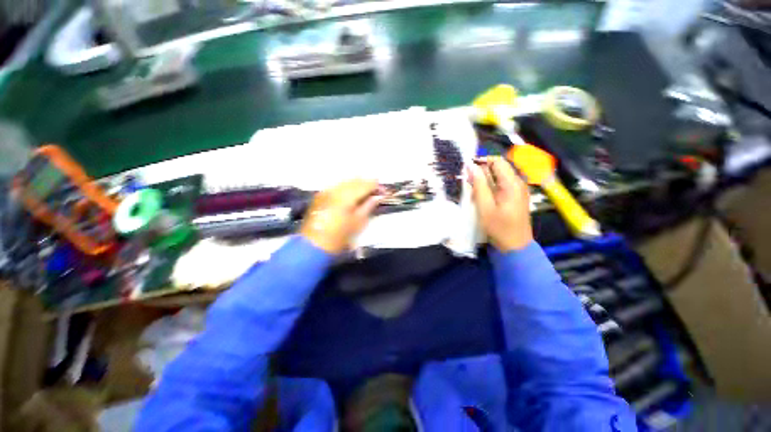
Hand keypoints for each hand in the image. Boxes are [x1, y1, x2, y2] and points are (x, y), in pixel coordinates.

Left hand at [300, 179, 380, 253]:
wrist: (314, 245)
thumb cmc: (340, 236)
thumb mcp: (358, 222)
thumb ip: (369, 206)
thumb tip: (378, 196)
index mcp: (347, 196)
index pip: (365, 185)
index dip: (376, 185)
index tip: (384, 189)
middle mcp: (336, 189)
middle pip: (355, 180)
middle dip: (367, 183)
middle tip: (376, 190)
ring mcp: (326, 191)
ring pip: (345, 181)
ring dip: (356, 184)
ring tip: (365, 191)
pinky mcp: (320, 195)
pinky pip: (337, 186)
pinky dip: (346, 187)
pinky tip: (351, 192)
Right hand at [469, 156, 532, 251]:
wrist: (515, 245)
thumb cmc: (499, 227)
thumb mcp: (485, 207)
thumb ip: (479, 185)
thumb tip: (471, 166)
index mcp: (512, 183)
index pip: (497, 161)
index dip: (482, 161)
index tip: (468, 170)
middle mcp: (518, 183)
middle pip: (498, 168)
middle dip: (482, 173)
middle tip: (469, 185)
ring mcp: (519, 190)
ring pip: (499, 177)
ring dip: (485, 182)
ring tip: (475, 194)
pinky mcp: (516, 196)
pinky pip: (502, 185)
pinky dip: (490, 188)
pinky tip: (483, 199)